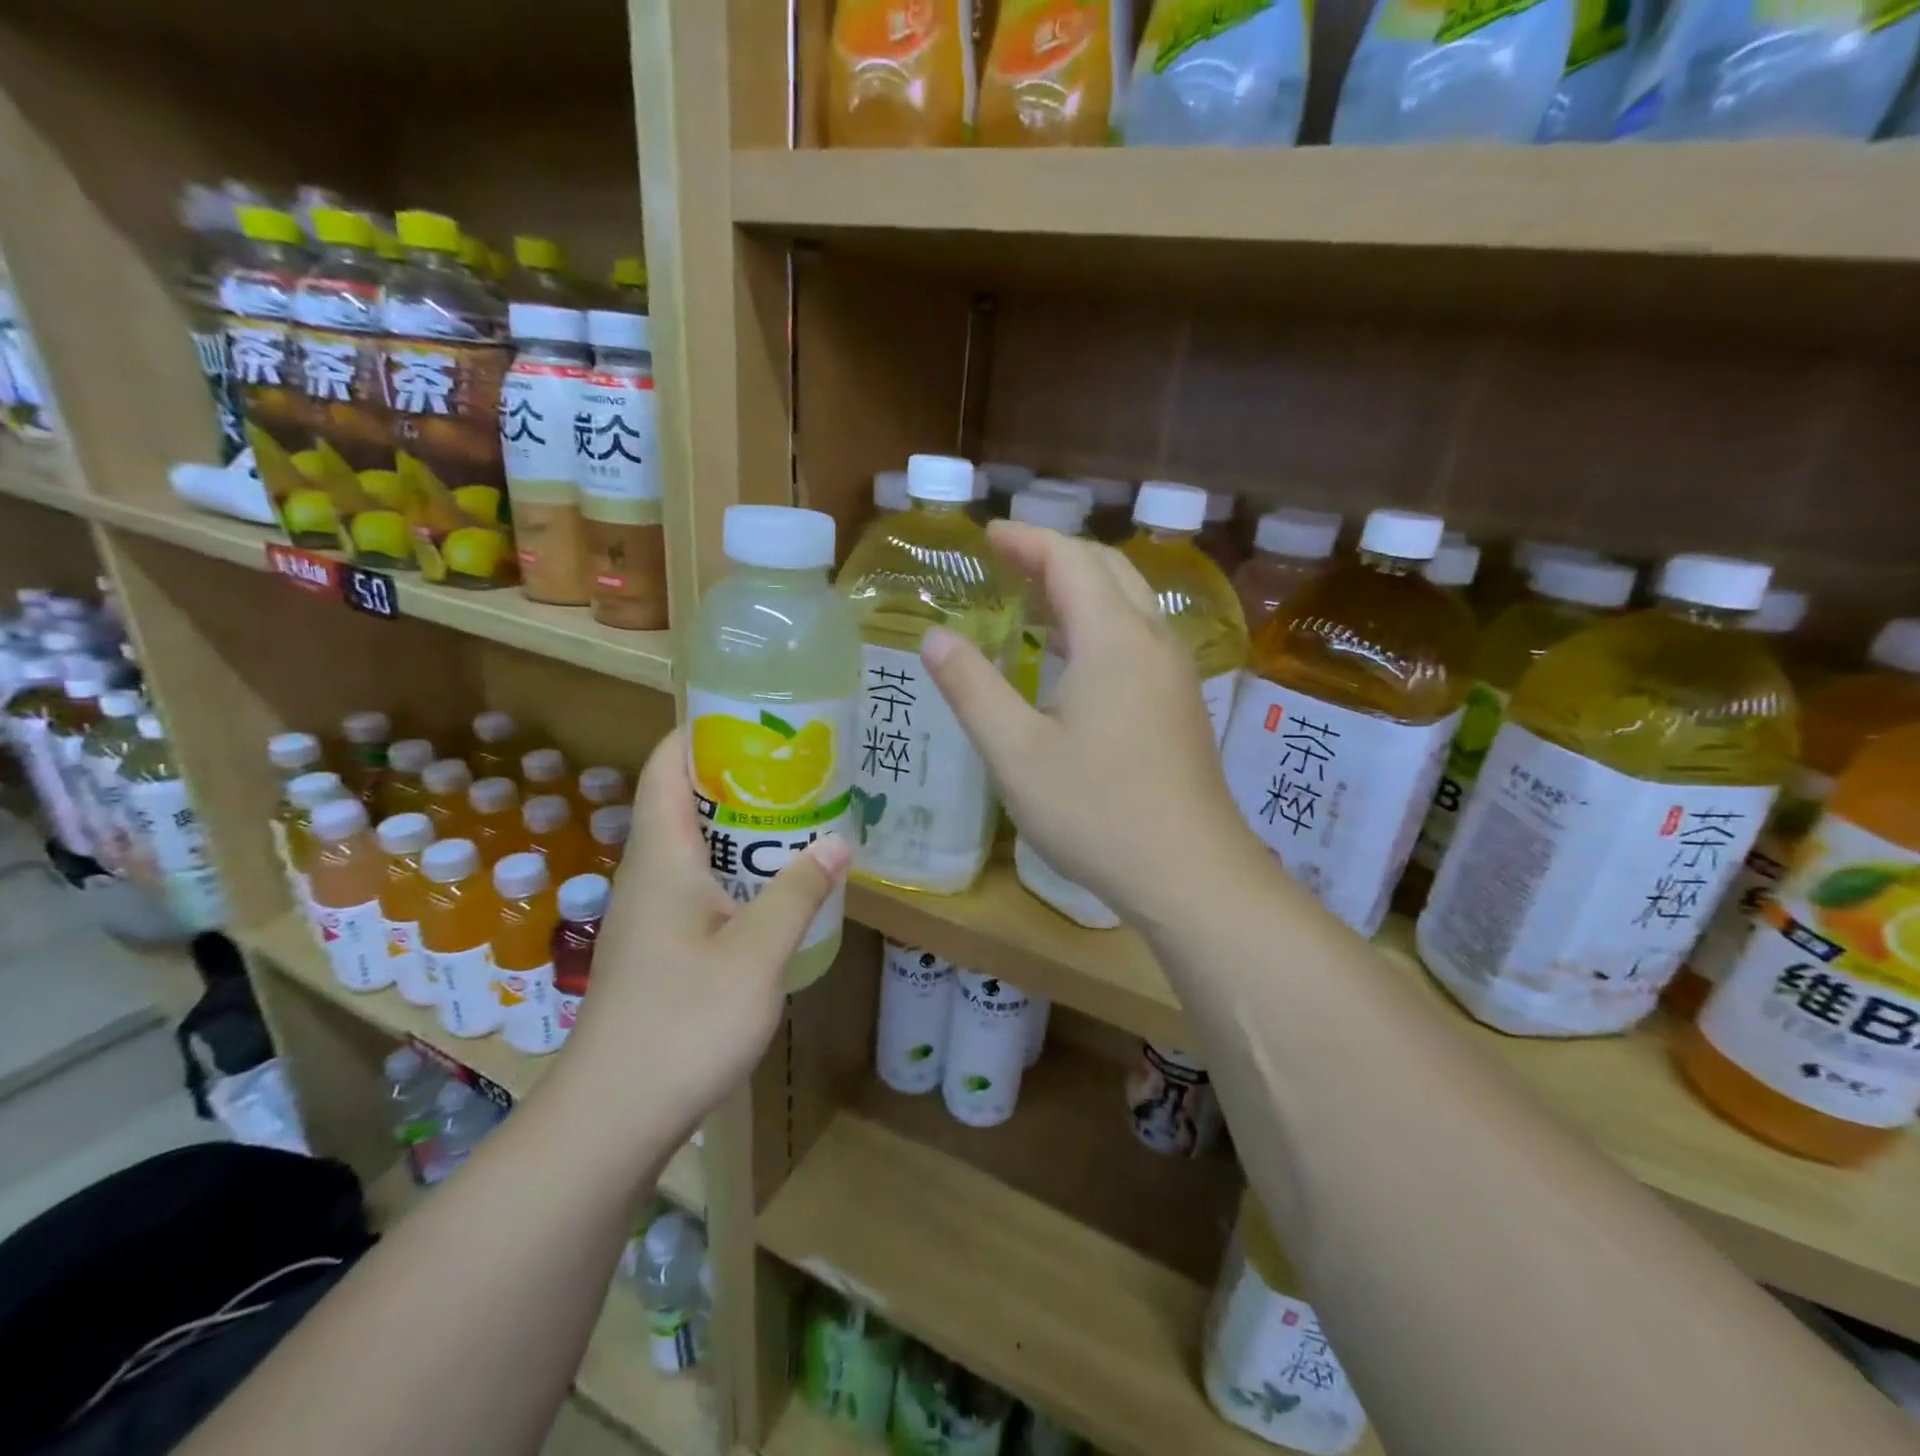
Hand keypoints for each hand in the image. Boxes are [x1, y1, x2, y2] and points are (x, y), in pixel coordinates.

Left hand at [559, 727, 850, 1134]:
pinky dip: (737, 867)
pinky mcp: (660, 945)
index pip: (667, 766)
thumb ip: (798, 892)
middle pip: (684, 799)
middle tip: (799, 765)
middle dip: (737, 774)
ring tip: (800, 815)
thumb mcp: (757, 952)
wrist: (613, 1115)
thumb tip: (839, 841)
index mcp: (661, 856)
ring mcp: (651, 912)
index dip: (702, 730)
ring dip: (741, 825)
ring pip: (695, 845)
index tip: (755, 716)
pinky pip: (700, 883)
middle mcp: (649, 873)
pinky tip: (776, 885)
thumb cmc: (683, 1021)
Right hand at [920, 522, 1259, 927]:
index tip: (987, 535)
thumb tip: (935, 637)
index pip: (1070, 559)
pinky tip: (1075, 660)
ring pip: (1130, 603)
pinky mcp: (1182, 706)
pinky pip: (1140, 638)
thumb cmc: (1096, 811)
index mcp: (1113, 639)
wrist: (1190, 874)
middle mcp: (1152, 641)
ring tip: (1034, 600)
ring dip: (1083, 587)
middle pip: (1108, 569)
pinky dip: (1102, 623)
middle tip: (1007, 560)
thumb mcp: (1015, 753)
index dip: (1026, 540)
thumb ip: (972, 688)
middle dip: (1056, 554)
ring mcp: (1175, 674)